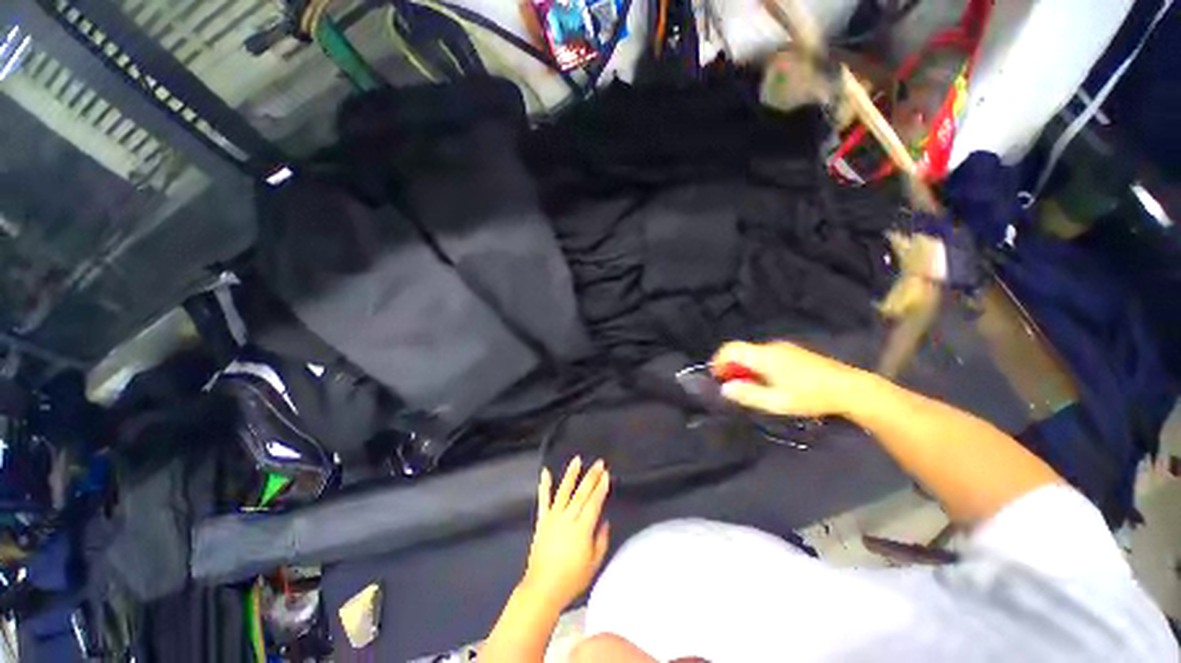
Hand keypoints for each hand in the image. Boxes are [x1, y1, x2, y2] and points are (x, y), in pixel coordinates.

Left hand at [521, 457, 609, 610]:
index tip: (607, 474)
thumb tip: (604, 521)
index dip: (601, 488)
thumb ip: (601, 540)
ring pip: (564, 491)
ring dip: (571, 474)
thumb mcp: (594, 563)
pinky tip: (546, 472)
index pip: (594, 502)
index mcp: (582, 528)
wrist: (543, 589)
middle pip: (582, 493)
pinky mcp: (542, 521)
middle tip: (599, 463)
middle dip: (591, 476)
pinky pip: (543, 500)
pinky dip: (544, 485)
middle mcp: (568, 518)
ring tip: (577, 460)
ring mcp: (553, 517)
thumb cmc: (572, 579)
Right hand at [712, 341, 867, 417]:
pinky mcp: (795, 352)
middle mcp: (771, 347)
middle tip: (732, 387)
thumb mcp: (776, 402)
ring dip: (745, 367)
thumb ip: (748, 394)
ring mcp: (785, 348)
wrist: (850, 389)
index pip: (731, 349)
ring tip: (749, 387)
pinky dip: (758, 366)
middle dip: (731, 366)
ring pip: (754, 353)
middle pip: (741, 351)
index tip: (716, 377)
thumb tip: (724, 388)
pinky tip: (768, 382)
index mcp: (764, 356)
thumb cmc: (810, 396)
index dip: (718, 360)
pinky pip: (766, 355)